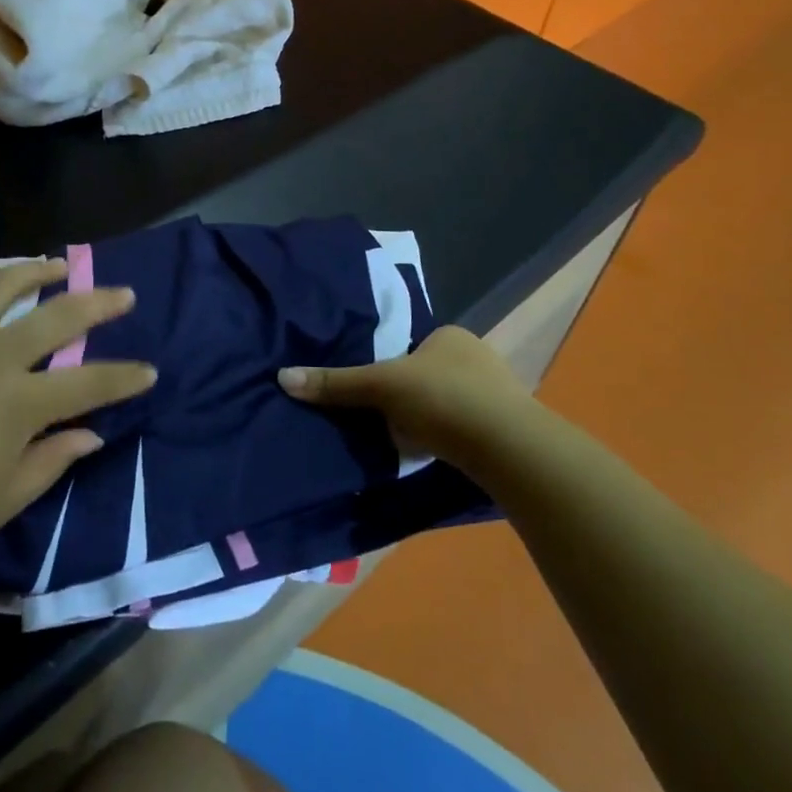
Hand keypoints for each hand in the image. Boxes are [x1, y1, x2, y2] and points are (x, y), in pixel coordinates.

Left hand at [0, 260, 155, 554]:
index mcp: (20, 403)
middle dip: (101, 304)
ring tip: (62, 264)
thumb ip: (50, 463)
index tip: (149, 370)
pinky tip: (0, 278)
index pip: (90, 384)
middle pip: (61, 317)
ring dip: (43, 271)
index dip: (125, 377)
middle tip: (125, 294)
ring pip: (10, 285)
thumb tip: (91, 435)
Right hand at [278, 326, 532, 470]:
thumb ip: (337, 383)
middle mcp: (478, 357)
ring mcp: (498, 394)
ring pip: (448, 403)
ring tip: (404, 440)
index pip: (411, 346)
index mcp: (451, 336)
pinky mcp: (507, 430)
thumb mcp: (381, 386)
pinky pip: (466, 429)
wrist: (507, 447)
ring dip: (429, 420)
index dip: (390, 366)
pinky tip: (434, 455)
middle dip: (409, 395)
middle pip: (428, 375)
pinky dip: (448, 439)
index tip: (373, 390)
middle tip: (382, 417)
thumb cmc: (443, 398)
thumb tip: (283, 377)